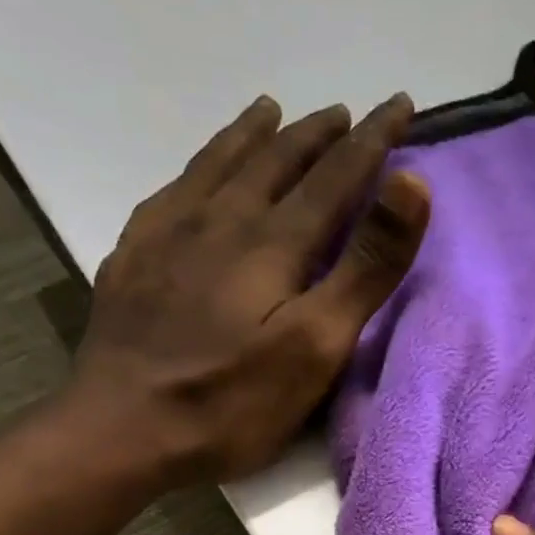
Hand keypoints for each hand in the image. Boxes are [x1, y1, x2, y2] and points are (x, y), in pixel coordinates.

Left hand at [72, 93, 429, 484]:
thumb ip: (367, 265)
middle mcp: (221, 219)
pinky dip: (200, 165)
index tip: (402, 104)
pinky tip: (200, 171)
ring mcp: (170, 233)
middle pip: (279, 160)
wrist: (123, 430)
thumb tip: (411, 183)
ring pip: (221, 163)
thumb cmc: (235, 400)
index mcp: (274, 241)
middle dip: (320, 133)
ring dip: (255, 135)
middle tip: (349, 113)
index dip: (374, 140)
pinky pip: (174, 188)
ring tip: (273, 110)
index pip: (336, 175)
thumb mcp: (319, 342)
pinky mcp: (135, 256)